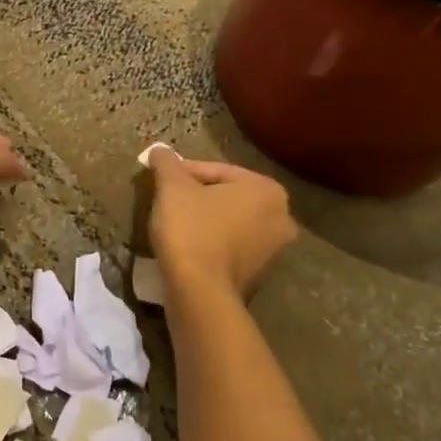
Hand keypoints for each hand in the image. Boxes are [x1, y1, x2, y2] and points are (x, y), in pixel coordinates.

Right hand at [148, 147, 296, 297]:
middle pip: (226, 196)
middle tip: (167, 199)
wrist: (199, 291)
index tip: (161, 179)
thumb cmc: (190, 229)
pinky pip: (230, 246)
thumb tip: (158, 149)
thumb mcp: (172, 187)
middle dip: (197, 195)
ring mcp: (273, 249)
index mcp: (267, 189)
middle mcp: (281, 216)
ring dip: (205, 219)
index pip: (217, 170)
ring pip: (230, 222)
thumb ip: (167, 163)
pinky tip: (187, 245)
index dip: (183, 172)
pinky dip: (211, 242)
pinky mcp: (259, 274)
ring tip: (174, 223)